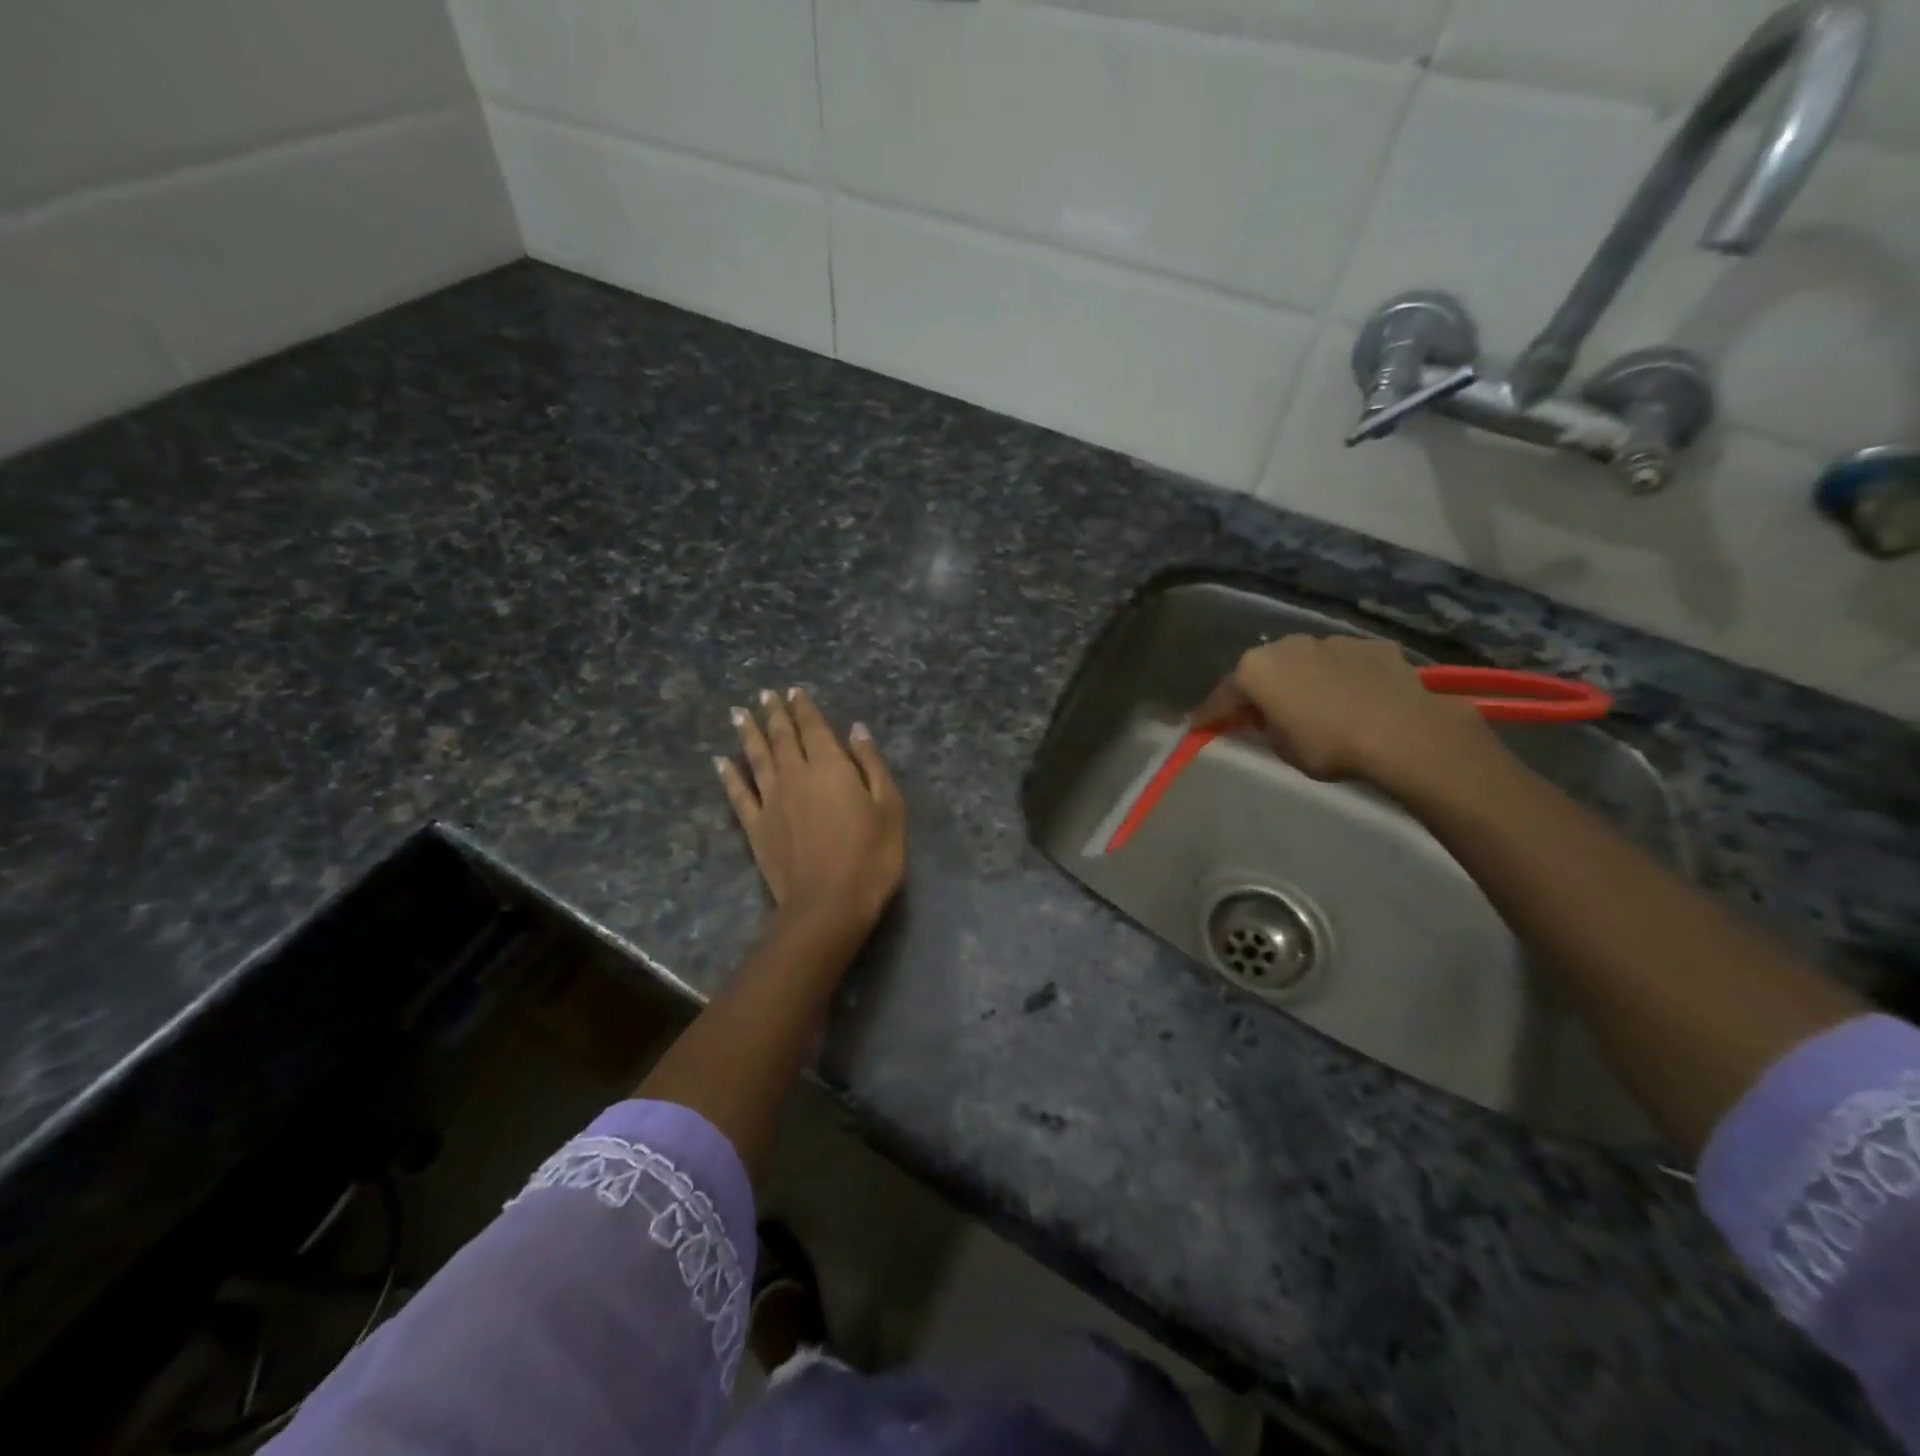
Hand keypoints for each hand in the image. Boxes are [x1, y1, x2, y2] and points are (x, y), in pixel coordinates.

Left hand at [717, 687, 905, 935]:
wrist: (828, 904)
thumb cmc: (871, 856)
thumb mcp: (889, 808)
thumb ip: (871, 765)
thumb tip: (856, 730)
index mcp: (831, 767)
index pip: (814, 729)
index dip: (804, 708)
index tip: (794, 691)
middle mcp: (796, 775)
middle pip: (782, 737)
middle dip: (774, 713)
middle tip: (764, 694)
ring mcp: (771, 801)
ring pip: (756, 758)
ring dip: (747, 733)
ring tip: (738, 713)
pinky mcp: (756, 827)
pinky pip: (738, 795)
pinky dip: (728, 776)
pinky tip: (720, 761)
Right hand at [1195, 634, 1497, 791]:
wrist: (1400, 731)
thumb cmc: (1326, 744)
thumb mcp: (1281, 747)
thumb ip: (1264, 727)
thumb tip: (1267, 717)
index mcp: (1256, 670)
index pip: (1222, 696)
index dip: (1210, 715)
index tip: (1200, 728)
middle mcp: (1287, 645)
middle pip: (1264, 670)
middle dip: (1259, 690)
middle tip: (1259, 714)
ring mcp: (1331, 641)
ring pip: (1306, 662)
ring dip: (1303, 680)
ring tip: (1314, 706)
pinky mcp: (1371, 646)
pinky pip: (1344, 664)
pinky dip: (1342, 678)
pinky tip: (1353, 698)